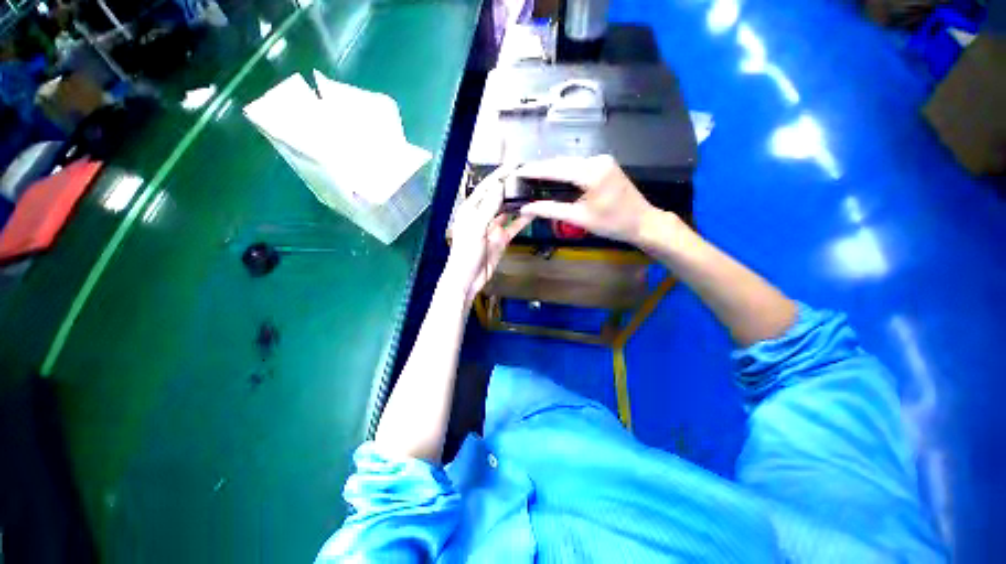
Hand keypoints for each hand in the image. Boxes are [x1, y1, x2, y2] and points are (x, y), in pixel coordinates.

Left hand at [445, 167, 530, 303]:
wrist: (468, 279)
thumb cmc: (466, 254)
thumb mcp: (476, 228)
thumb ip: (488, 208)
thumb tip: (499, 186)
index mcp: (471, 210)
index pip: (486, 187)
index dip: (499, 175)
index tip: (514, 165)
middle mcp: (482, 215)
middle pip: (498, 197)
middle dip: (510, 186)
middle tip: (527, 176)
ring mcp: (492, 227)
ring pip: (507, 211)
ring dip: (517, 202)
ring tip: (532, 191)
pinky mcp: (501, 239)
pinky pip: (513, 226)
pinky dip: (522, 220)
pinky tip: (533, 212)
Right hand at [517, 155, 666, 245]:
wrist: (643, 222)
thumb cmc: (612, 223)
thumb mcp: (579, 218)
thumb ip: (551, 210)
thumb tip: (526, 208)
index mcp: (591, 173)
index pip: (556, 169)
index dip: (535, 170)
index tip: (518, 171)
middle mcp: (597, 160)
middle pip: (562, 162)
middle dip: (542, 167)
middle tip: (522, 174)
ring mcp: (602, 160)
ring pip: (570, 162)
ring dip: (552, 168)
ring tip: (533, 175)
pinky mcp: (605, 165)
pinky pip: (578, 164)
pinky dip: (564, 170)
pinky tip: (553, 176)